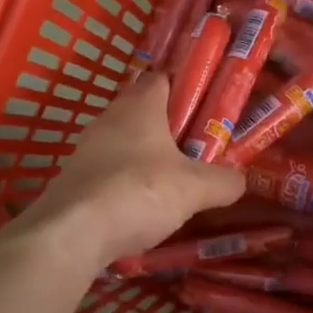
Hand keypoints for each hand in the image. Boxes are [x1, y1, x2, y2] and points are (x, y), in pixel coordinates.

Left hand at [26, 75, 244, 265]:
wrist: (73, 233)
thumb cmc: (139, 192)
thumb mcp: (195, 188)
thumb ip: (223, 181)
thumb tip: (239, 180)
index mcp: (139, 106)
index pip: (162, 79)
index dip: (185, 88)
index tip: (208, 106)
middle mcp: (108, 119)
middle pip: (143, 113)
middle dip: (169, 129)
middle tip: (198, 149)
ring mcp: (86, 151)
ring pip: (124, 145)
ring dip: (146, 159)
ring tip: (175, 183)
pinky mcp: (74, 181)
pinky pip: (108, 174)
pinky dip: (126, 185)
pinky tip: (142, 208)